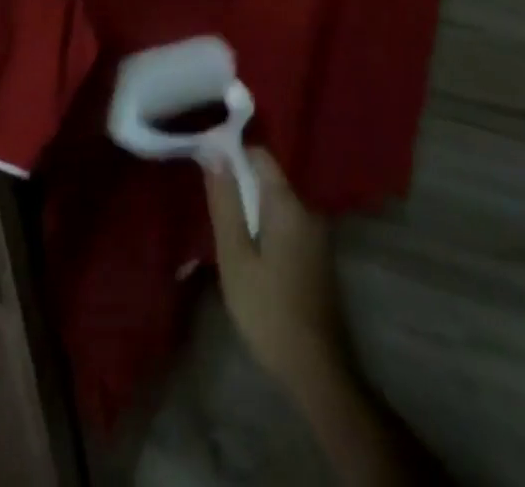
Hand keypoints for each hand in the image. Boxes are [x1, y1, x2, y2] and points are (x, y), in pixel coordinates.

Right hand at [206, 148, 350, 390]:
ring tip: (224, 226)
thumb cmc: (268, 311)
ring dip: (251, 207)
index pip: (260, 155)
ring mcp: (317, 232)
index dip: (232, 153)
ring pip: (276, 201)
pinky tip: (248, 248)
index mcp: (288, 204)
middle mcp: (308, 208)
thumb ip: (225, 203)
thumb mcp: (235, 256)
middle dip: (239, 183)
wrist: (316, 370)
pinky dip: (265, 225)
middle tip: (210, 202)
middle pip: (268, 178)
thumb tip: (214, 154)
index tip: (206, 165)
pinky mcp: (317, 253)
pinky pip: (286, 221)